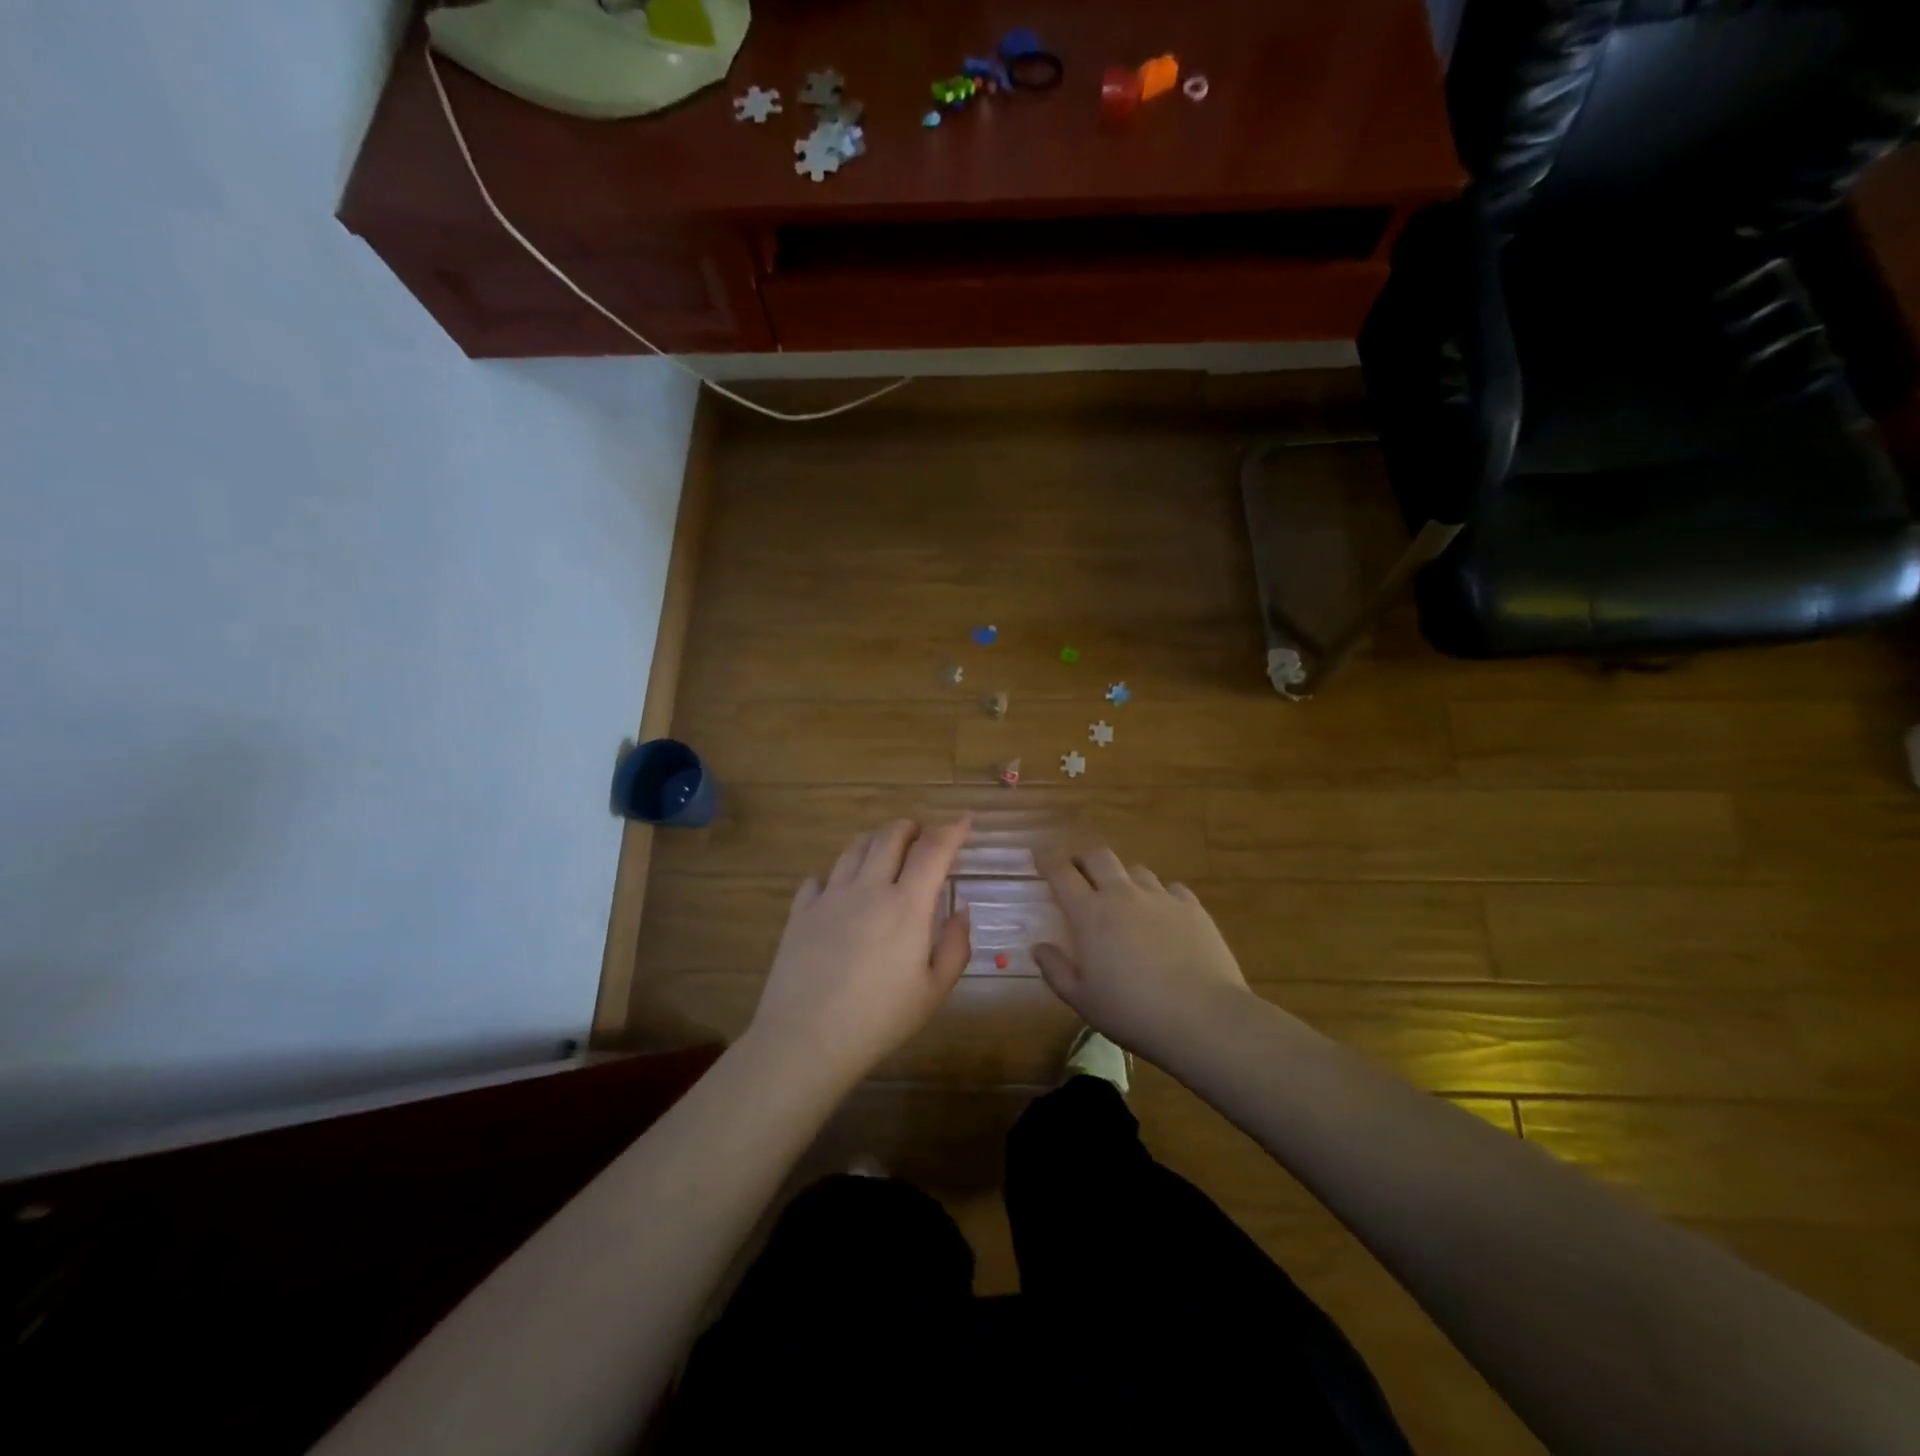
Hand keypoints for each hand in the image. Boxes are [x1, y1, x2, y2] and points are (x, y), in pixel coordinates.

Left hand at [747, 817, 972, 1086]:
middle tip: (922, 837)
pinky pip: (819, 878)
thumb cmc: (879, 1020)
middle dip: (911, 827)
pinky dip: (836, 875)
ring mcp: (830, 896)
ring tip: (884, 853)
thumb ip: (955, 946)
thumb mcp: (933, 992)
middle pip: (890, 835)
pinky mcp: (801, 912)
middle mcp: (868, 888)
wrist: (805, 1040)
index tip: (966, 818)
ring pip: (854, 848)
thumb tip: (959, 910)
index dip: (953, 828)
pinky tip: (839, 891)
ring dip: (875, 841)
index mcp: (907, 905)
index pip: (934, 849)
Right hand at [1034, 847, 1250, 1059]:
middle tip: (1079, 873)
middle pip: (1099, 857)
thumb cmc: (1132, 1012)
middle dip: (1084, 859)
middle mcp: (1123, 894)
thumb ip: (1056, 970)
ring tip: (1124, 899)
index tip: (1040, 856)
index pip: (1061, 873)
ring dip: (1123, 879)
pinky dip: (1160, 895)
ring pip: (1136, 870)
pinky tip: (1163, 915)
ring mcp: (1160, 897)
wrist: (1203, 1018)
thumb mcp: (1082, 1000)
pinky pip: (1171, 888)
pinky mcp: (1192, 907)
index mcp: (1090, 914)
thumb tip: (1039, 947)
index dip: (1048, 860)